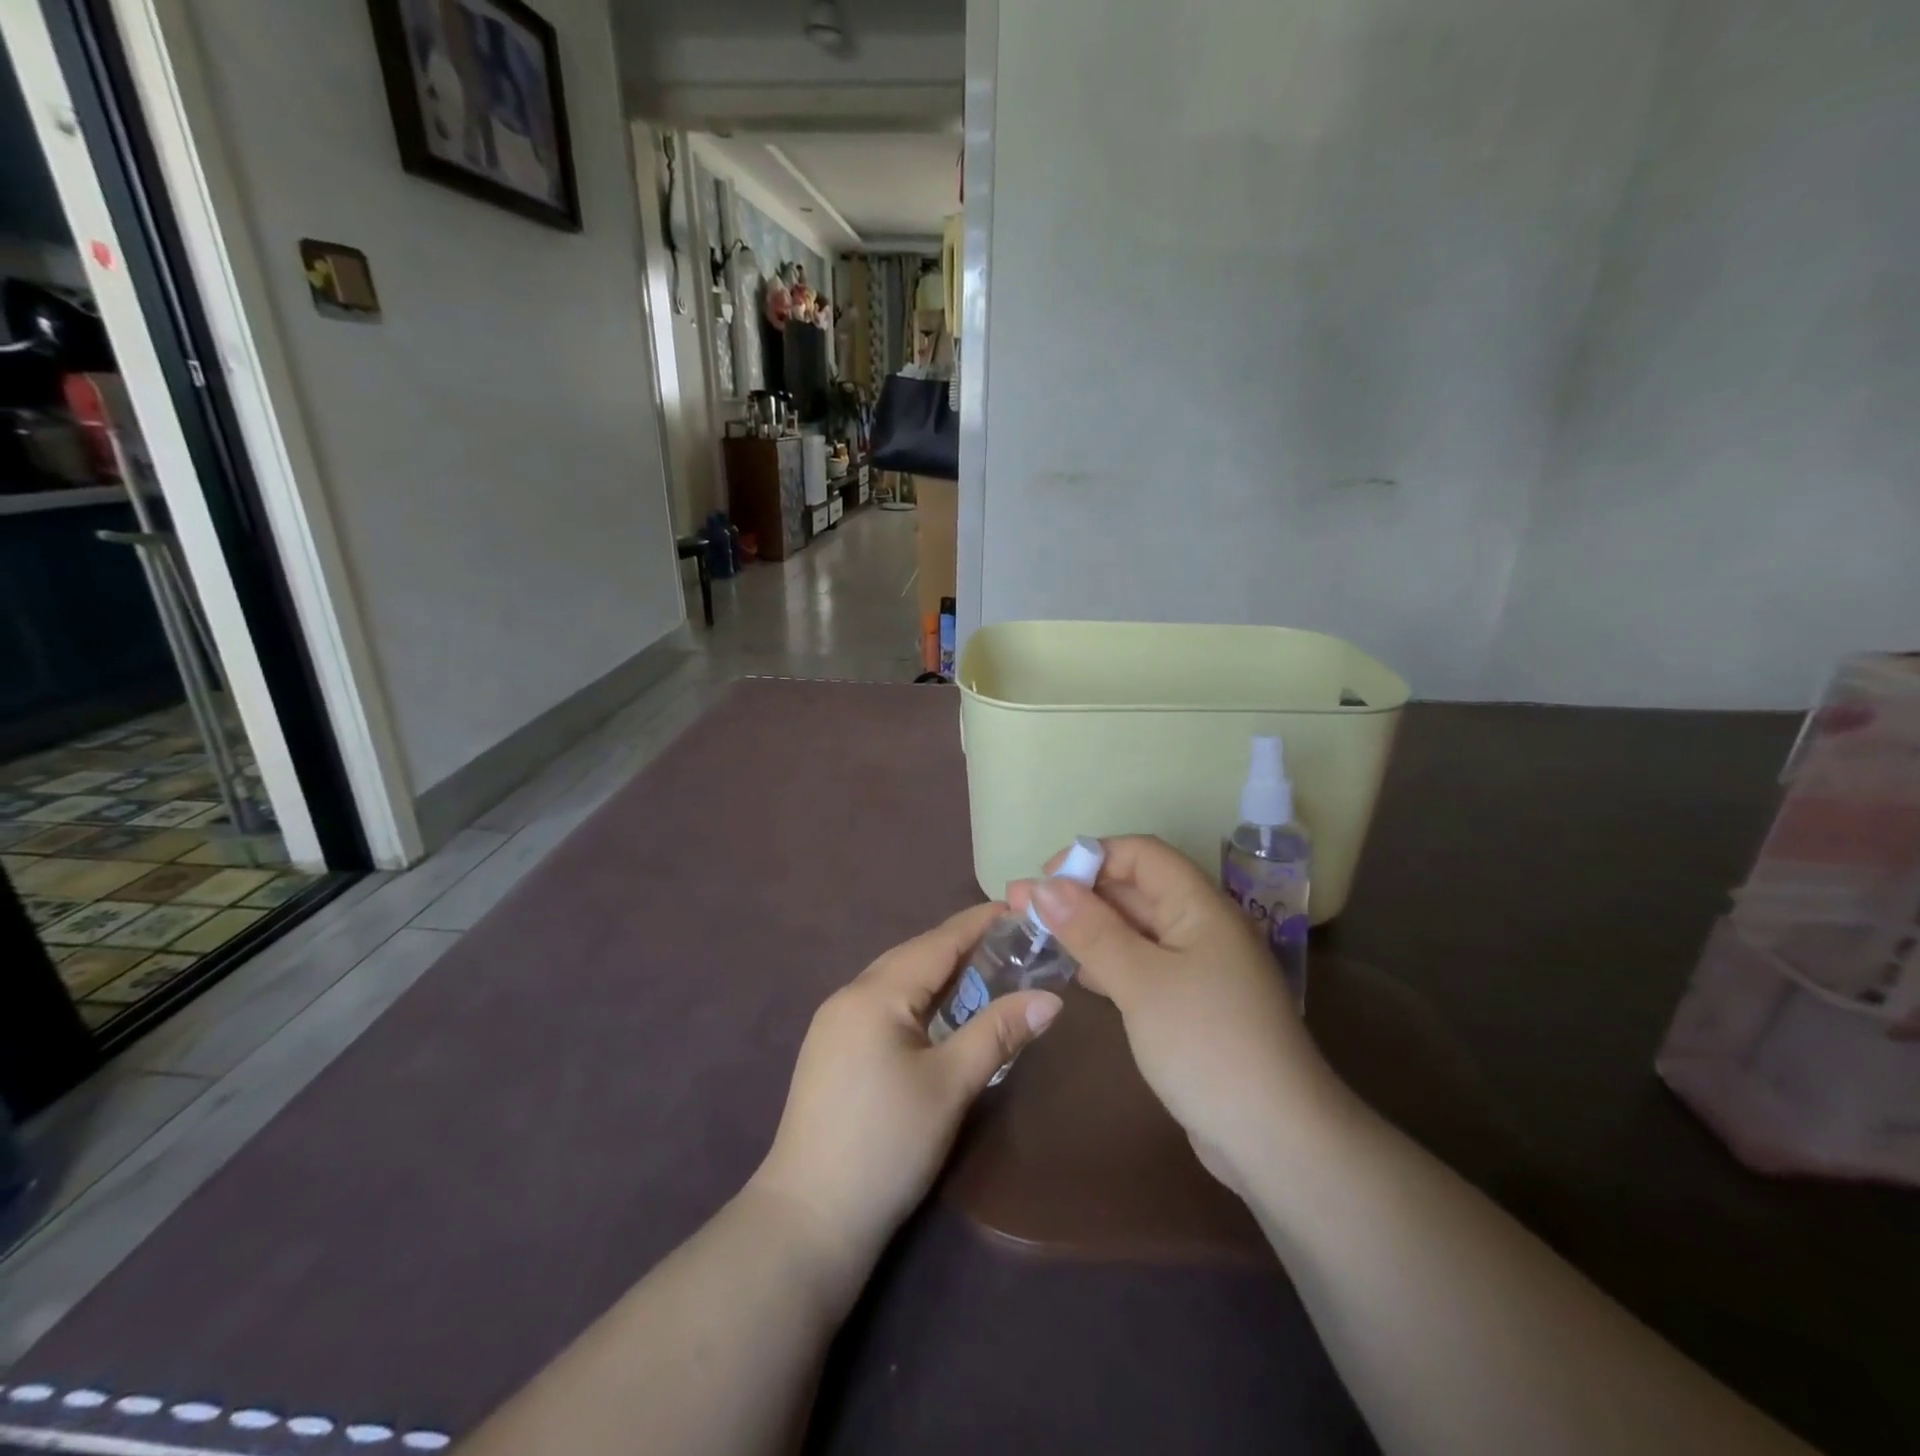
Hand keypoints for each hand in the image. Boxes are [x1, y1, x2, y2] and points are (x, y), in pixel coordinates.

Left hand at [749, 903, 1062, 1288]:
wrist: (808, 1219)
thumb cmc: (886, 1145)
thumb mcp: (950, 1085)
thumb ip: (997, 1033)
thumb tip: (1050, 998)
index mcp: (875, 994)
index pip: (936, 943)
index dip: (978, 923)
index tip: (1018, 906)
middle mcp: (849, 996)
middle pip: (913, 956)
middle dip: (960, 944)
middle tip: (1012, 940)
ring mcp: (834, 1024)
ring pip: (896, 980)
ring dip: (938, 972)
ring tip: (984, 968)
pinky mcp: (831, 1050)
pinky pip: (883, 1004)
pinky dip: (917, 997)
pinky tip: (939, 1011)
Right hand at [1014, 836, 1353, 1196]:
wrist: (1275, 1139)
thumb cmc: (1207, 1043)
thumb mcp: (1141, 982)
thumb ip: (1091, 930)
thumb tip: (1043, 886)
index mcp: (1200, 906)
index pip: (1141, 854)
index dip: (1091, 857)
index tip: (1043, 881)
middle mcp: (1200, 926)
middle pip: (1134, 889)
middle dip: (1078, 893)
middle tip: (1020, 907)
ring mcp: (1196, 968)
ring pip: (1134, 930)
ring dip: (1087, 928)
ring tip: (1035, 935)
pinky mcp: (1189, 1004)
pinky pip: (1140, 965)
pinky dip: (1105, 961)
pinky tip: (1074, 973)